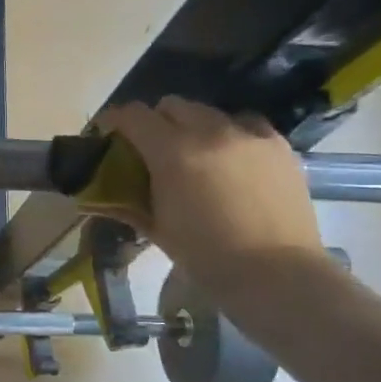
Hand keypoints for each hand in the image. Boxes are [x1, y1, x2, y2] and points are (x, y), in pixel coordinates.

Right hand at [97, 98, 327, 303]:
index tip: (108, 132)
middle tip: (151, 149)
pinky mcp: (278, 145)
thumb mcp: (158, 230)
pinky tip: (230, 160)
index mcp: (174, 153)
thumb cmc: (207, 258)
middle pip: (172, 106)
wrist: (277, 275)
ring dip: (193, 126)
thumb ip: (129, 203)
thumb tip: (102, 196)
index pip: (134, 116)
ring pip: (209, 112)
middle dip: (155, 122)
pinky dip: (229, 134)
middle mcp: (211, 132)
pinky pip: (245, 124)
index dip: (115, 120)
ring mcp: (249, 135)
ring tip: (194, 154)